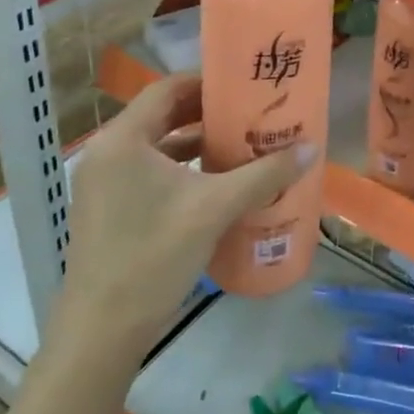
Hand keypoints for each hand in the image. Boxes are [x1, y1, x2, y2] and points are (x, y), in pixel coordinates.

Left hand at [60, 74, 314, 357]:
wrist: (103, 331)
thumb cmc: (155, 256)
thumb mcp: (215, 209)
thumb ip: (264, 175)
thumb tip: (312, 148)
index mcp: (123, 139)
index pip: (167, 88)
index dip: (206, 82)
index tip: (243, 85)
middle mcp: (106, 152)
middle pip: (161, 115)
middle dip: (205, 113)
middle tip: (248, 112)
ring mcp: (101, 182)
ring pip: (154, 146)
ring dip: (193, 142)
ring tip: (239, 143)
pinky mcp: (106, 208)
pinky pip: (146, 171)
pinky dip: (178, 169)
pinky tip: (214, 182)